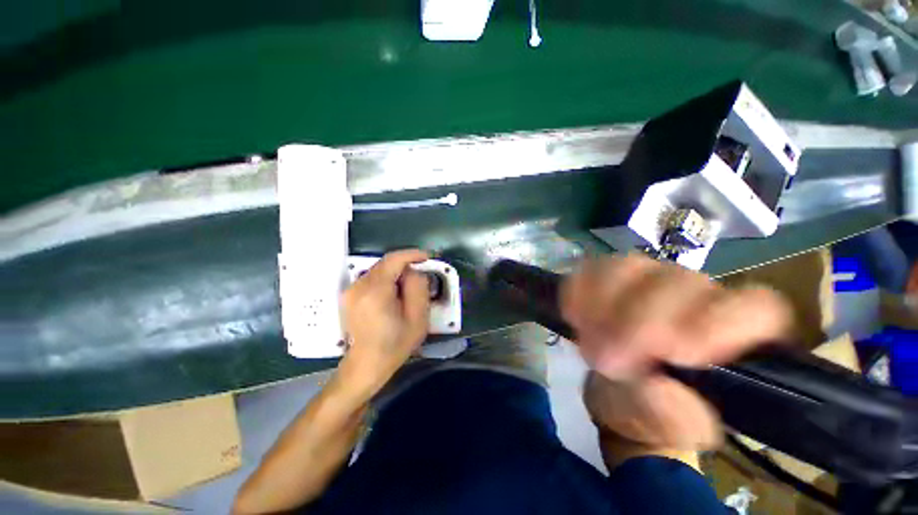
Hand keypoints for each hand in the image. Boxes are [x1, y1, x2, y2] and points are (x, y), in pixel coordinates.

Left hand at [337, 249, 431, 397]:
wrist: (366, 365)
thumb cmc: (395, 345)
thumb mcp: (417, 318)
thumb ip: (418, 288)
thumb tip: (414, 271)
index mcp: (375, 291)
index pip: (393, 259)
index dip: (412, 254)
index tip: (427, 257)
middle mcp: (358, 286)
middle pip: (385, 263)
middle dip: (405, 266)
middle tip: (421, 276)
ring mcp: (350, 291)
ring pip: (379, 270)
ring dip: (396, 274)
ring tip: (408, 289)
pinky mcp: (349, 296)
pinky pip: (372, 279)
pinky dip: (386, 280)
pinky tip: (394, 295)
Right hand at [563, 253, 791, 448]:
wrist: (620, 392)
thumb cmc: (656, 416)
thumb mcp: (672, 431)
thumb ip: (674, 415)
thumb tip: (654, 383)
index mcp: (732, 335)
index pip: (753, 306)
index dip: (717, 323)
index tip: (673, 354)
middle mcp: (696, 295)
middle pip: (677, 281)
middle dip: (635, 321)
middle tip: (608, 361)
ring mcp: (648, 279)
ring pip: (628, 267)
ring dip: (600, 304)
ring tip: (588, 341)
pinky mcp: (608, 276)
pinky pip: (589, 269)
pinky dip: (577, 292)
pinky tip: (575, 319)